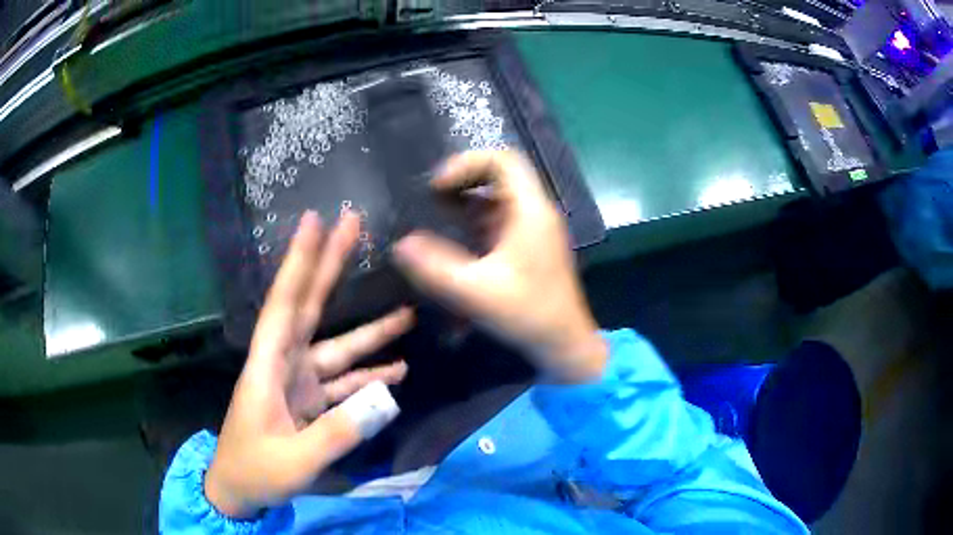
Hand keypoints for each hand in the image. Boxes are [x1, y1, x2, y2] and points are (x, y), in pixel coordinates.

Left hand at [205, 211, 413, 518]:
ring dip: (370, 334)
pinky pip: (344, 383)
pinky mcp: (309, 402)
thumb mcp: (294, 461)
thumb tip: (388, 399)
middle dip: (330, 266)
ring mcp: (298, 383)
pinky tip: (395, 371)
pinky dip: (368, 377)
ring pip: (337, 349)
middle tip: (352, 228)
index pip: (285, 304)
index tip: (315, 221)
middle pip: (309, 308)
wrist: (238, 491)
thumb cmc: (255, 472)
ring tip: (406, 314)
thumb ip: (338, 432)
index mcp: (268, 367)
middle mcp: (284, 364)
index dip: (299, 262)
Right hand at [393, 150, 605, 383]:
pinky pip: (495, 221)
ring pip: (494, 199)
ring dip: (463, 203)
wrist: (564, 343)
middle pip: (497, 176)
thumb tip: (400, 245)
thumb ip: (435, 268)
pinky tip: (449, 241)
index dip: (467, 163)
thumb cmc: (528, 314)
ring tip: (431, 218)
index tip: (437, 187)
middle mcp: (533, 212)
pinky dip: (471, 223)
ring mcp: (531, 228)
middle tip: (429, 200)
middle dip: (461, 181)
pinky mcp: (525, 246)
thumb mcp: (477, 292)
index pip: (503, 160)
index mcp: (530, 211)